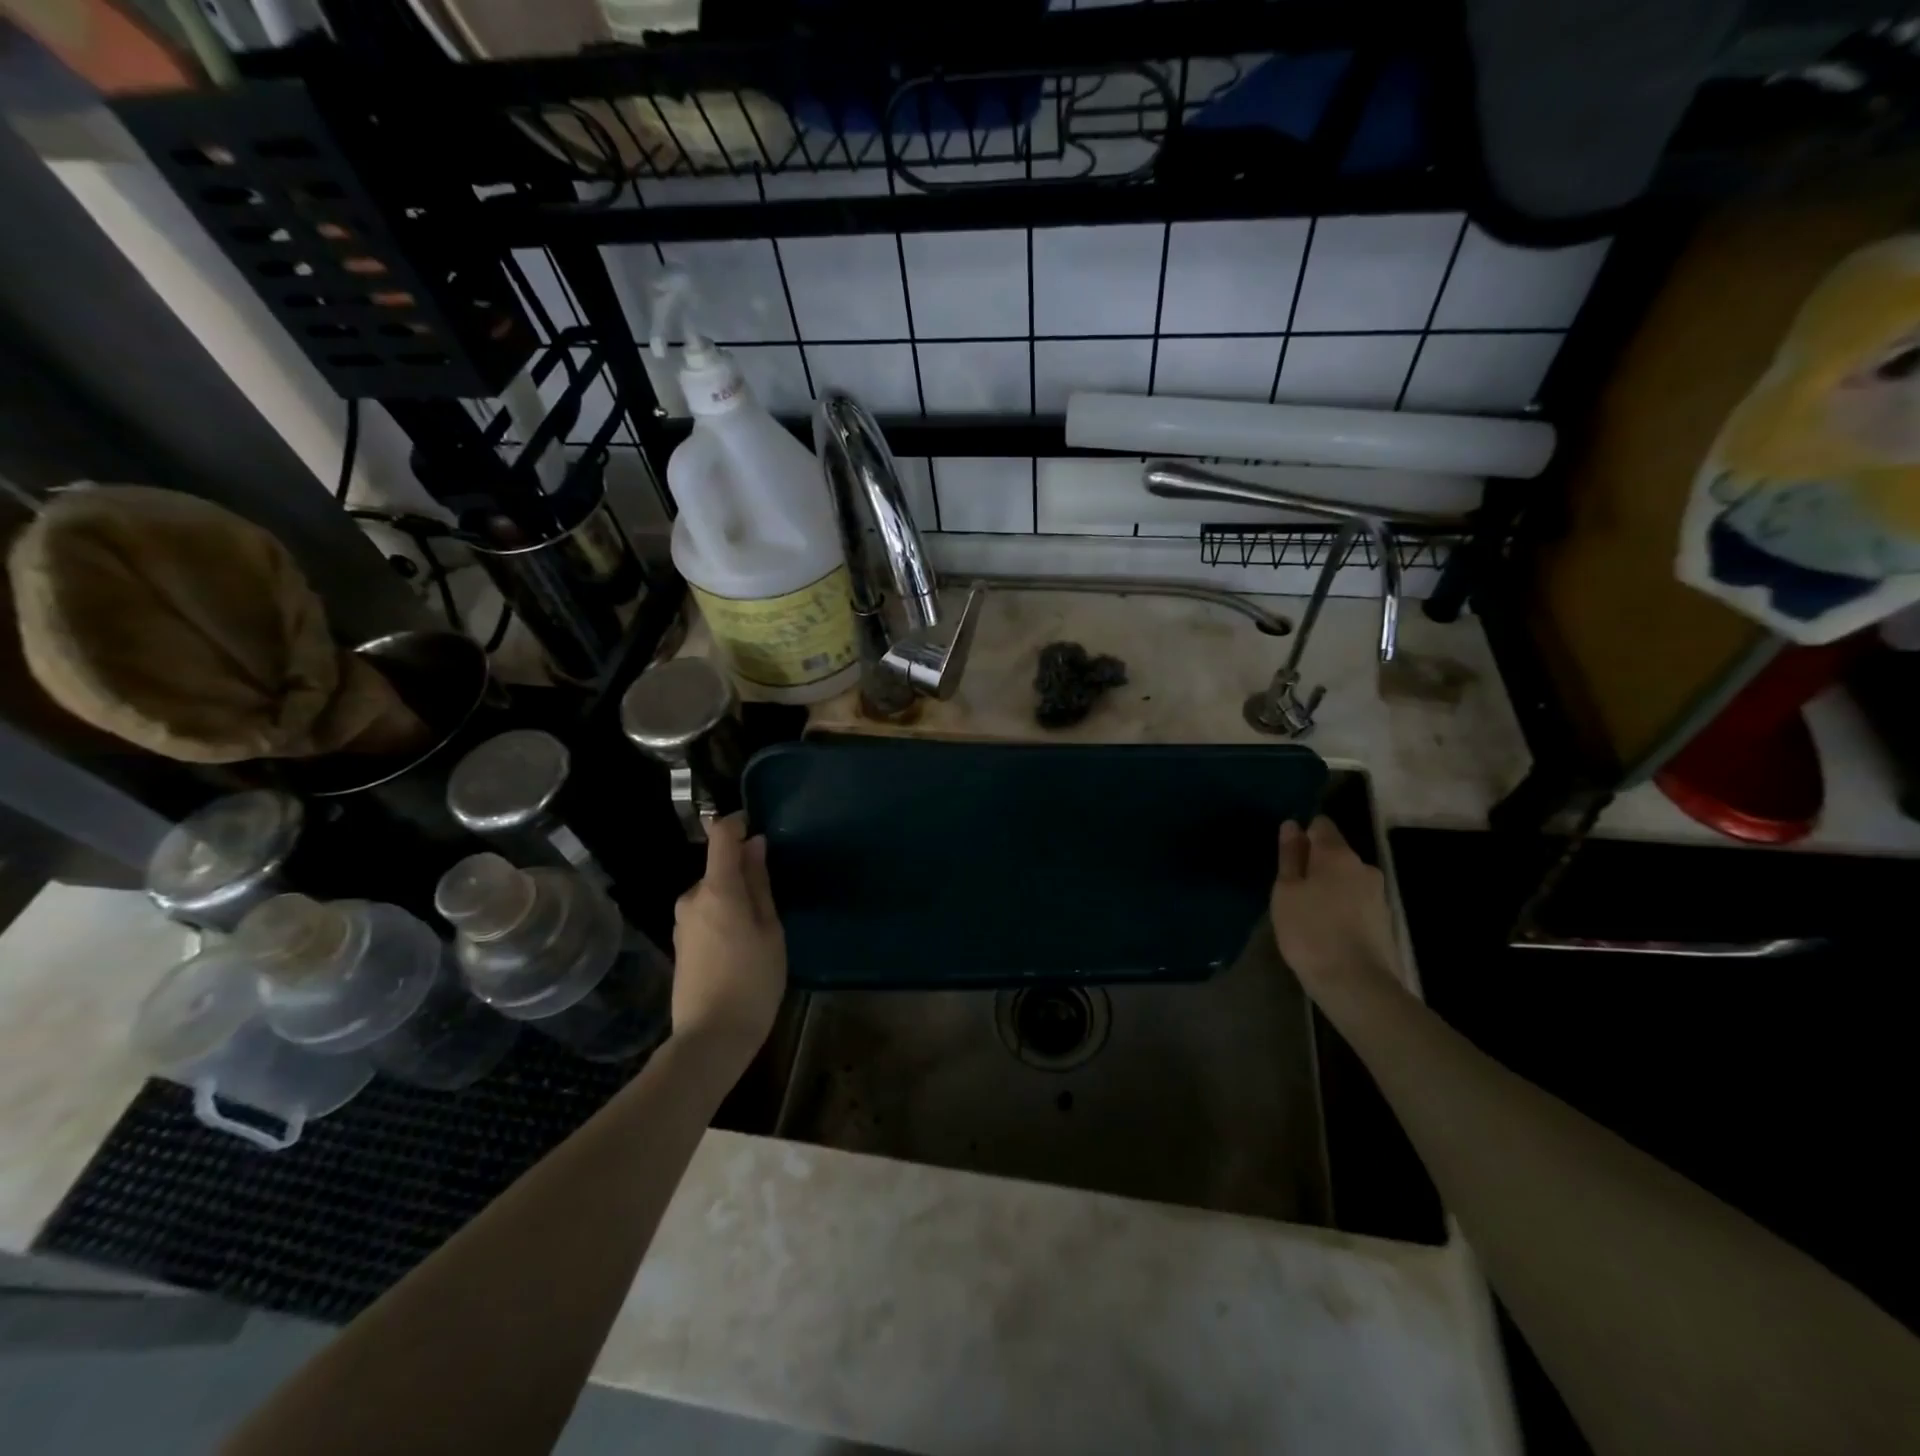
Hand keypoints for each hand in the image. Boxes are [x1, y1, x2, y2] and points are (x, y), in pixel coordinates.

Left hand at [671, 814, 786, 1065]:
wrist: (710, 1038)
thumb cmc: (752, 982)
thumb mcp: (770, 930)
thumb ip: (759, 884)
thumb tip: (755, 845)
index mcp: (717, 890)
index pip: (721, 836)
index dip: (738, 823)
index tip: (758, 824)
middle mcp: (692, 898)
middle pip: (719, 868)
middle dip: (744, 872)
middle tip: (774, 899)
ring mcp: (682, 922)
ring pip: (714, 893)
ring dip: (736, 897)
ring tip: (762, 928)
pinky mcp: (680, 943)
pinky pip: (706, 913)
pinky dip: (725, 916)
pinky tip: (742, 945)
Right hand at [1270, 816, 1402, 1012]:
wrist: (1356, 984)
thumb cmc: (1310, 931)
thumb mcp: (1286, 891)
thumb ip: (1290, 856)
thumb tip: (1292, 826)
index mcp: (1338, 854)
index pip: (1321, 825)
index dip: (1303, 835)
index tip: (1287, 857)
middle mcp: (1363, 867)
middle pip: (1335, 854)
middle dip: (1315, 865)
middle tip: (1292, 891)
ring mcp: (1378, 895)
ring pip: (1346, 879)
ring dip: (1328, 888)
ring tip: (1307, 914)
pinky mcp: (1384, 920)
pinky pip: (1355, 902)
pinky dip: (1340, 908)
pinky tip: (1326, 930)